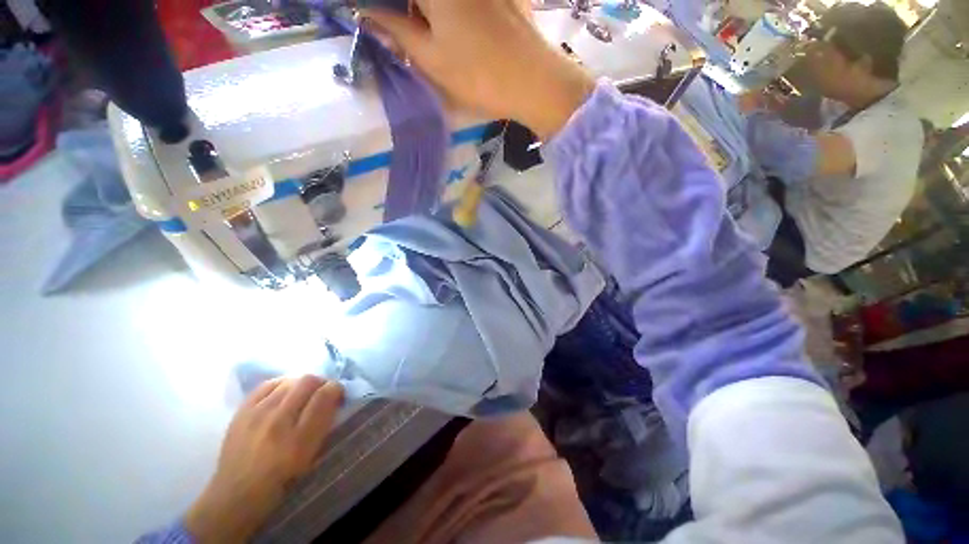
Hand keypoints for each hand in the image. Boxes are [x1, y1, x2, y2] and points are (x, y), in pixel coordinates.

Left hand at [185, 376, 342, 542]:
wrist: (236, 494)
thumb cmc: (281, 480)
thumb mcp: (310, 457)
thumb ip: (324, 424)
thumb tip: (333, 397)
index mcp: (299, 440)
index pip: (325, 395)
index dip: (337, 389)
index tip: (339, 394)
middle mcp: (277, 422)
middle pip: (308, 381)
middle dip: (321, 383)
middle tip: (323, 393)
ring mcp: (256, 414)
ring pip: (290, 380)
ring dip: (303, 384)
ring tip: (303, 395)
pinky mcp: (242, 411)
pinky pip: (268, 384)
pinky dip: (282, 384)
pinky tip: (285, 393)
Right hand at [364, 0, 594, 138]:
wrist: (534, 81)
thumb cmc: (478, 75)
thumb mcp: (431, 58)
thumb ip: (396, 30)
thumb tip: (366, 12)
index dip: (384, 9)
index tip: (377, 19)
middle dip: (405, 11)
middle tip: (399, 27)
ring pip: (442, 3)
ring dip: (428, 12)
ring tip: (424, 30)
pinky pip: (466, 3)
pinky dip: (449, 12)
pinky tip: (452, 27)